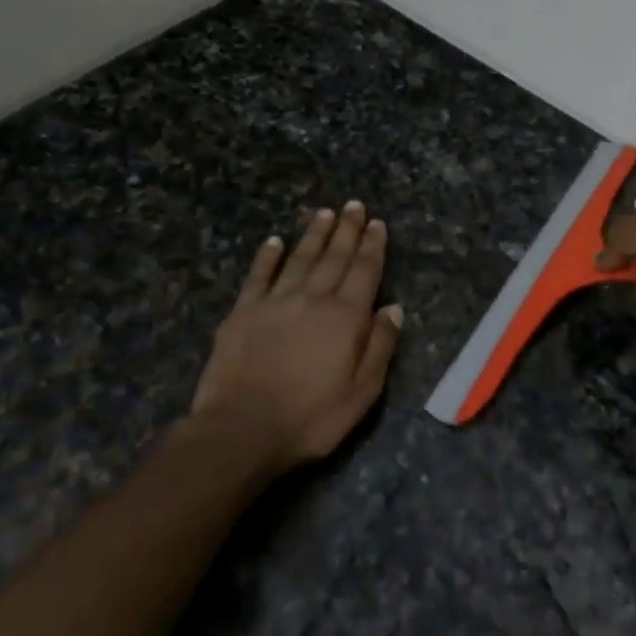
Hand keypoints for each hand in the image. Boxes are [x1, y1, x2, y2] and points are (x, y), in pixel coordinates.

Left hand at [191, 201, 403, 470]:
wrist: (241, 429)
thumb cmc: (310, 418)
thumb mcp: (362, 392)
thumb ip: (380, 346)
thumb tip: (393, 308)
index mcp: (345, 317)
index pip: (364, 271)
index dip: (372, 246)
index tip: (377, 224)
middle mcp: (313, 298)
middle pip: (334, 257)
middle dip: (347, 230)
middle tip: (354, 205)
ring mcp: (275, 301)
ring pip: (300, 258)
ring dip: (314, 235)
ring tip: (324, 213)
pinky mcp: (243, 311)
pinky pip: (259, 275)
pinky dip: (268, 256)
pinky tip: (274, 241)